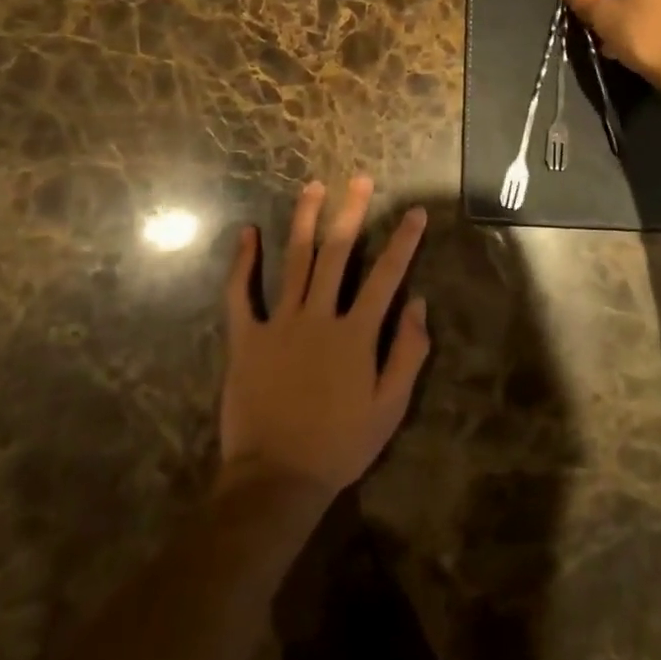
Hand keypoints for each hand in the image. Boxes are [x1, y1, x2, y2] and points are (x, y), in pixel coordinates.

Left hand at [219, 177, 430, 503]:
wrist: (276, 480)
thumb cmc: (339, 445)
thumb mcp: (389, 408)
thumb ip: (408, 353)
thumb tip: (420, 304)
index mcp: (355, 333)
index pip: (386, 276)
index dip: (404, 241)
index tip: (415, 211)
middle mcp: (319, 316)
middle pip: (338, 253)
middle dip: (351, 212)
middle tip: (359, 179)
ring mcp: (280, 323)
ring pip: (295, 260)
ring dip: (304, 220)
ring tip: (313, 187)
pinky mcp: (246, 337)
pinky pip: (240, 293)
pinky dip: (242, 262)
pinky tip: (247, 233)